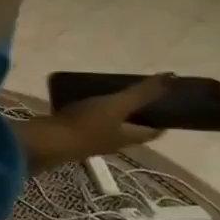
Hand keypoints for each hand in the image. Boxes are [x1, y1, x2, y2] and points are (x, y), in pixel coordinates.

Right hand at [19, 74, 169, 171]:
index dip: (161, 121)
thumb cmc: (85, 125)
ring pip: (105, 128)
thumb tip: (173, 76)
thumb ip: (142, 93)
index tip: (165, 107)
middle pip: (128, 131)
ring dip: (107, 116)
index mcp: (128, 137)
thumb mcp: (117, 105)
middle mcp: (111, 143)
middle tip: (132, 97)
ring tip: (103, 97)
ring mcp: (88, 142)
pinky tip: (77, 104)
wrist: (46, 142)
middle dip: (133, 117)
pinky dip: (85, 115)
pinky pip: (82, 125)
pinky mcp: (68, 138)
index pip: (152, 131)